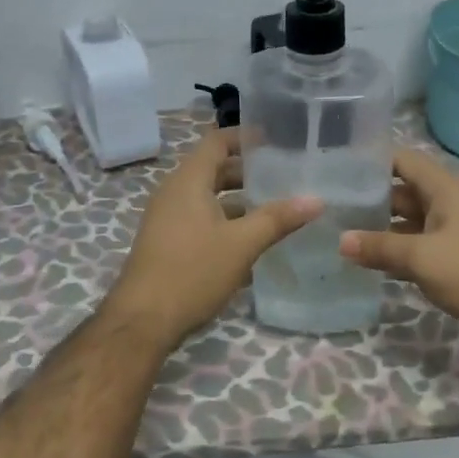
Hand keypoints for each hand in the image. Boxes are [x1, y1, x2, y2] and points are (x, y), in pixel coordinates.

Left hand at [107, 129, 322, 347]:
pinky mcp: (168, 244)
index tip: (276, 140)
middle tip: (285, 176)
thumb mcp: (241, 244)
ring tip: (276, 209)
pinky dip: (226, 224)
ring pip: (208, 199)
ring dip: (239, 202)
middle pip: (214, 170)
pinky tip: (252, 245)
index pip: (217, 141)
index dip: (245, 137)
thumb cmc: (192, 272)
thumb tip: (316, 200)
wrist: (142, 320)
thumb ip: (278, 219)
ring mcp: (168, 220)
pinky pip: (200, 221)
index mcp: (188, 181)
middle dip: (248, 172)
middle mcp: (174, 193)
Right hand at [339, 148, 458, 356]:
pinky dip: (399, 253)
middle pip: (403, 192)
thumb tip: (341, 240)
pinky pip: (422, 248)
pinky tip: (373, 266)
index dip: (372, 160)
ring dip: (382, 229)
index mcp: (445, 191)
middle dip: (370, 199)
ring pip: (411, 223)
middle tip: (330, 208)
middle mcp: (450, 205)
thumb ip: (380, 247)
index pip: (403, 160)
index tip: (337, 168)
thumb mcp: (422, 258)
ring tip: (342, 236)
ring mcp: (456, 233)